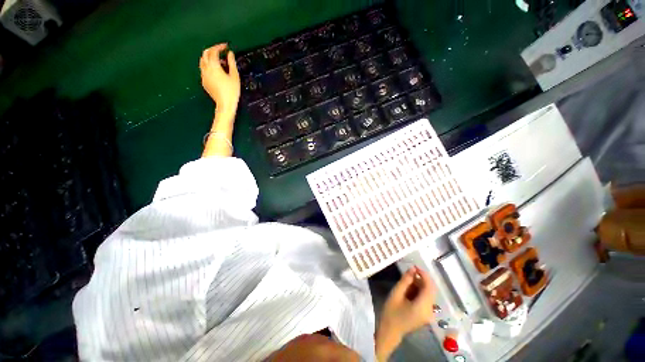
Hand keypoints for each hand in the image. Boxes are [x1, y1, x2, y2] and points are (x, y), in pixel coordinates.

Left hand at [200, 43, 240, 113]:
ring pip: (203, 61)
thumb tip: (230, 53)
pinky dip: (209, 66)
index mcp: (214, 66)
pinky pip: (204, 69)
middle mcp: (206, 68)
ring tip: (219, 62)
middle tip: (221, 51)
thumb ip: (232, 63)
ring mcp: (203, 75)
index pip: (214, 51)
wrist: (225, 104)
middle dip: (213, 50)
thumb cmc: (232, 91)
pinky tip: (216, 71)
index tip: (226, 46)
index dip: (219, 47)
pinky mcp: (204, 81)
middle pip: (205, 53)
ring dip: (210, 58)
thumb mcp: (234, 76)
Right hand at [375, 266, 435, 360]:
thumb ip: (405, 280)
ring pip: (428, 293)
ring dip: (419, 285)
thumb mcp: (396, 293)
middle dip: (421, 279)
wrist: (390, 331)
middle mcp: (430, 311)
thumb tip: (413, 269)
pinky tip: (409, 290)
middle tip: (408, 273)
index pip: (429, 287)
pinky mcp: (426, 314)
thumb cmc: (391, 312)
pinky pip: (426, 299)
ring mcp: (429, 314)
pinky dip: (419, 291)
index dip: (424, 275)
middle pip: (430, 290)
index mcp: (423, 307)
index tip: (415, 266)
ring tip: (406, 282)